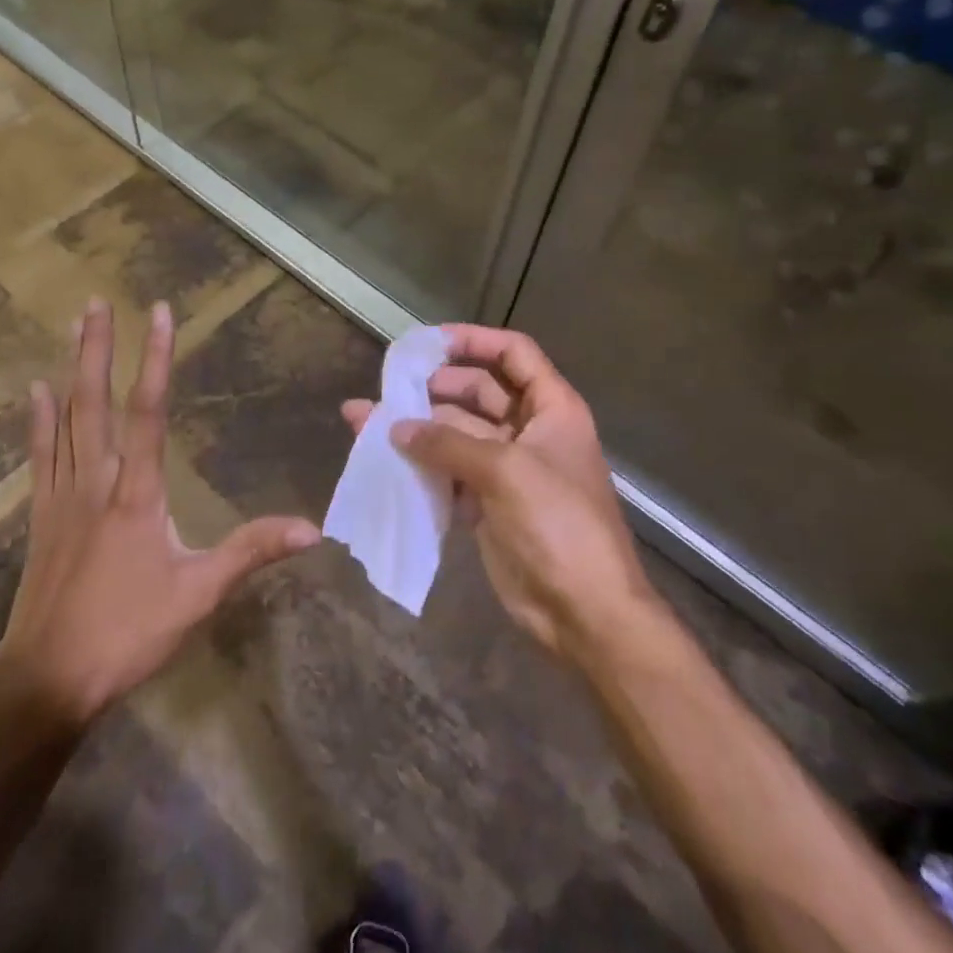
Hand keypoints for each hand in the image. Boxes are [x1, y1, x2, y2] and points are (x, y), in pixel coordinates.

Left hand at [0, 298, 320, 730]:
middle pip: (95, 401)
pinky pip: (41, 455)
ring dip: (70, 369)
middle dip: (98, 347)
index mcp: (135, 493)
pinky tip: (35, 392)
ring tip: (74, 326)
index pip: (148, 412)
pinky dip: (39, 420)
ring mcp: (62, 497)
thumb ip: (251, 553)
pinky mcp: (42, 517)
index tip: (158, 313)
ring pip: (66, 418)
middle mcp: (95, 481)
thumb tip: (312, 529)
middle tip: (98, 300)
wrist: (46, 682)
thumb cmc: (127, 634)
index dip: (155, 359)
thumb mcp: (199, 596)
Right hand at [341, 325, 655, 658]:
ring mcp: (507, 469)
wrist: (585, 611)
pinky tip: (384, 463)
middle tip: (389, 389)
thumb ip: (448, 443)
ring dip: (418, 429)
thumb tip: (395, 428)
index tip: (428, 342)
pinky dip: (421, 466)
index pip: (513, 353)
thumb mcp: (506, 472)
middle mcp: (529, 430)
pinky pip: (449, 472)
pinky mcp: (488, 503)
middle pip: (478, 391)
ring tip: (367, 422)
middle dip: (433, 388)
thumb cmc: (558, 524)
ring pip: (456, 434)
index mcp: (551, 408)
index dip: (474, 340)